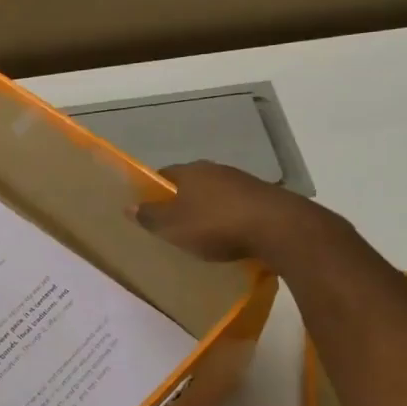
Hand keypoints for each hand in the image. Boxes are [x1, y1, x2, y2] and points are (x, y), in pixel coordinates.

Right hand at [131, 160, 325, 264]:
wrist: (278, 228)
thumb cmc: (216, 225)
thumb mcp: (173, 227)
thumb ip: (150, 216)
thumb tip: (128, 206)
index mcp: (190, 171)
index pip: (163, 175)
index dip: (154, 190)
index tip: (149, 209)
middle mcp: (215, 170)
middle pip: (191, 183)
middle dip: (182, 200)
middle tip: (173, 223)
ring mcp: (243, 181)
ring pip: (215, 193)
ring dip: (208, 209)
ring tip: (202, 232)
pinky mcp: (264, 197)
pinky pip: (237, 206)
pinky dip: (230, 217)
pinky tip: (230, 235)